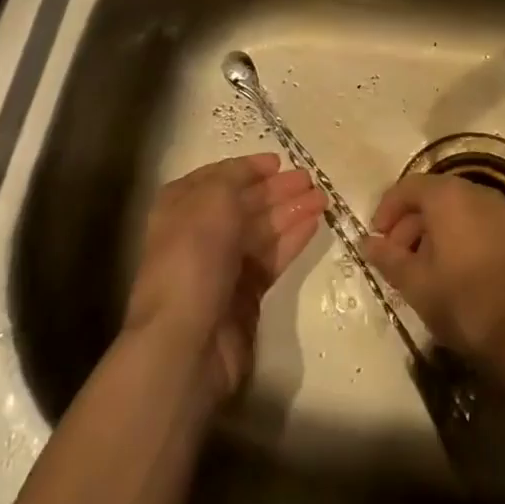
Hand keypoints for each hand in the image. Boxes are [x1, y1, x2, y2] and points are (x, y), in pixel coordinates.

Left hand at [124, 154, 325, 402]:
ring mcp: (223, 265)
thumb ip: (235, 178)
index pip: (219, 178)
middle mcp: (200, 232)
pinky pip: (272, 258)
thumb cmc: (194, 258)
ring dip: (291, 211)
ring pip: (263, 229)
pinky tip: (314, 224)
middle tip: (311, 179)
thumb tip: (257, 170)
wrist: (186, 341)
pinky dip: (292, 239)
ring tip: (323, 198)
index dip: (248, 168)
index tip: (279, 161)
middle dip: (277, 189)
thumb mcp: (212, 200)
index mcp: (182, 206)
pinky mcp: (245, 294)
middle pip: (245, 203)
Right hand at [362, 175, 504, 369]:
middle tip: (392, 256)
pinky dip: (452, 234)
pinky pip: (471, 220)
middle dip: (407, 222)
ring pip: (452, 209)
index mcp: (448, 196)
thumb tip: (366, 242)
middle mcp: (474, 193)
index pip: (408, 187)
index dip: (387, 209)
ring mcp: (497, 211)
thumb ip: (387, 257)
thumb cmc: (461, 301)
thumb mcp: (414, 282)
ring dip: (428, 230)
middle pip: (431, 196)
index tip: (375, 238)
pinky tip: (444, 268)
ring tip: (415, 267)